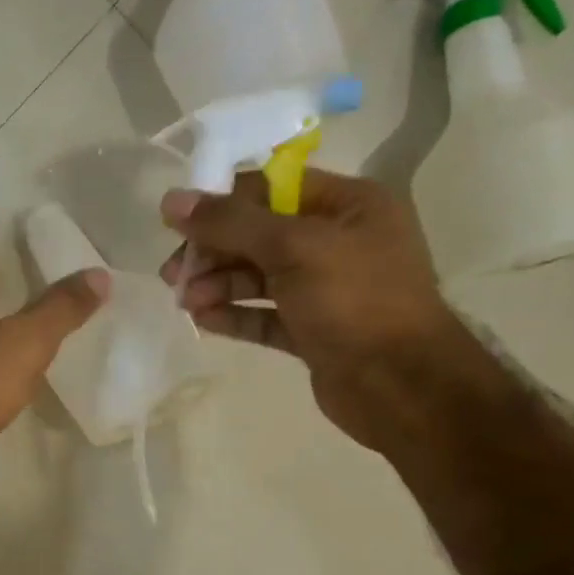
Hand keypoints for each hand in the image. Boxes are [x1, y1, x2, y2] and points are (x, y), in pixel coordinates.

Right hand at [159, 169, 463, 448]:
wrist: (401, 386)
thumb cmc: (354, 301)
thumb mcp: (293, 248)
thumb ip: (231, 222)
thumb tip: (172, 200)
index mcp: (349, 205)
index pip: (273, 188)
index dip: (222, 202)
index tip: (177, 223)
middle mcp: (339, 241)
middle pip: (260, 235)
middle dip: (214, 251)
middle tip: (173, 273)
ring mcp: (327, 289)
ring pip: (260, 278)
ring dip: (219, 285)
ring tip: (184, 302)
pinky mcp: (313, 331)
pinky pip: (266, 315)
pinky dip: (235, 315)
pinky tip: (203, 320)